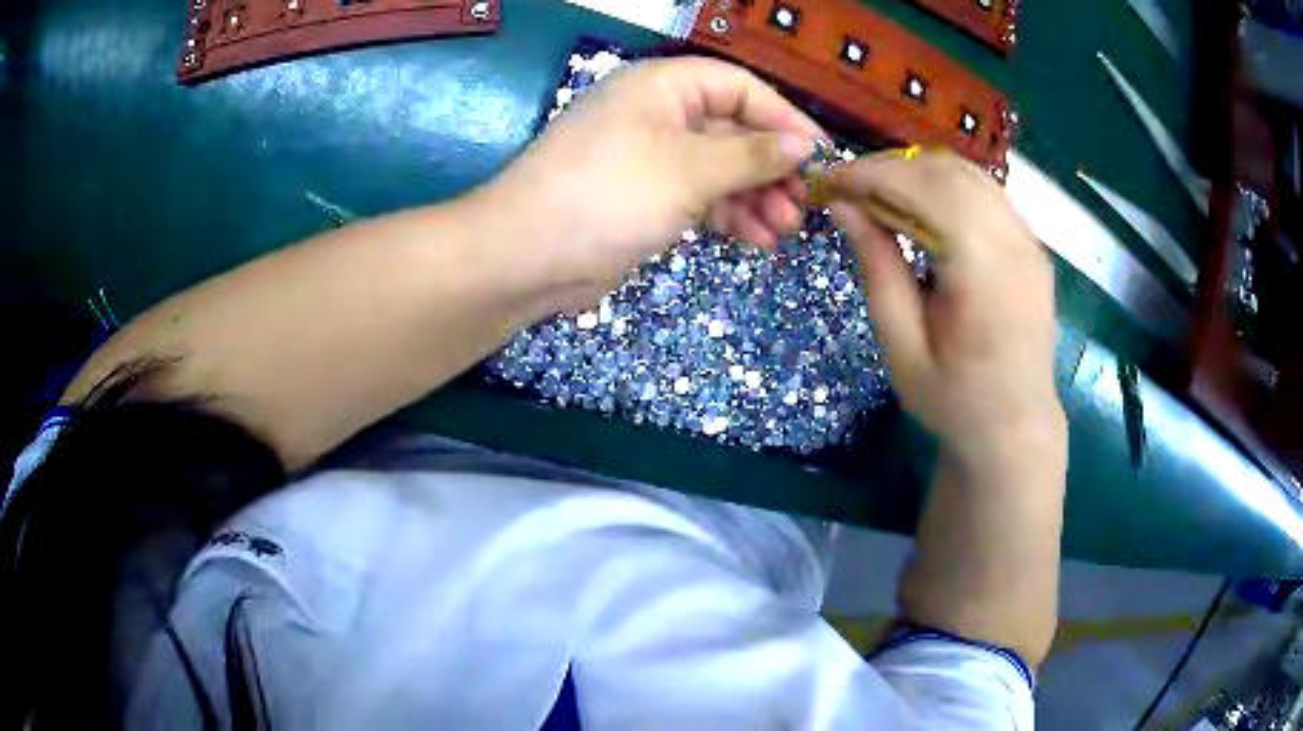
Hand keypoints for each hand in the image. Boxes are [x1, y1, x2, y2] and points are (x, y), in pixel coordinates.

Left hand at [481, 57, 822, 307]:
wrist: (526, 256)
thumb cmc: (609, 194)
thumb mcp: (691, 170)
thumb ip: (753, 155)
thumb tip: (806, 144)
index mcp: (664, 87)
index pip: (740, 88)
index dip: (784, 119)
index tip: (820, 156)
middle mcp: (658, 114)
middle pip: (732, 130)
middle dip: (770, 168)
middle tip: (802, 207)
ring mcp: (649, 157)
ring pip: (718, 168)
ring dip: (753, 197)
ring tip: (782, 231)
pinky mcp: (643, 197)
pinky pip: (698, 197)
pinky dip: (726, 215)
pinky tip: (753, 239)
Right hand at [824, 151, 1064, 461]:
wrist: (1016, 428)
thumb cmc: (954, 401)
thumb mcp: (902, 349)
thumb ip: (877, 270)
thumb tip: (844, 206)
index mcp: (986, 276)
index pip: (927, 192)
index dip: (873, 176)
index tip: (829, 181)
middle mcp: (1017, 245)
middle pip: (948, 173)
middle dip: (891, 168)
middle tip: (847, 188)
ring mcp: (1031, 241)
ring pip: (968, 173)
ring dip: (917, 172)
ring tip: (878, 194)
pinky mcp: (1032, 244)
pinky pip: (985, 192)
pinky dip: (944, 185)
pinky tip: (920, 208)